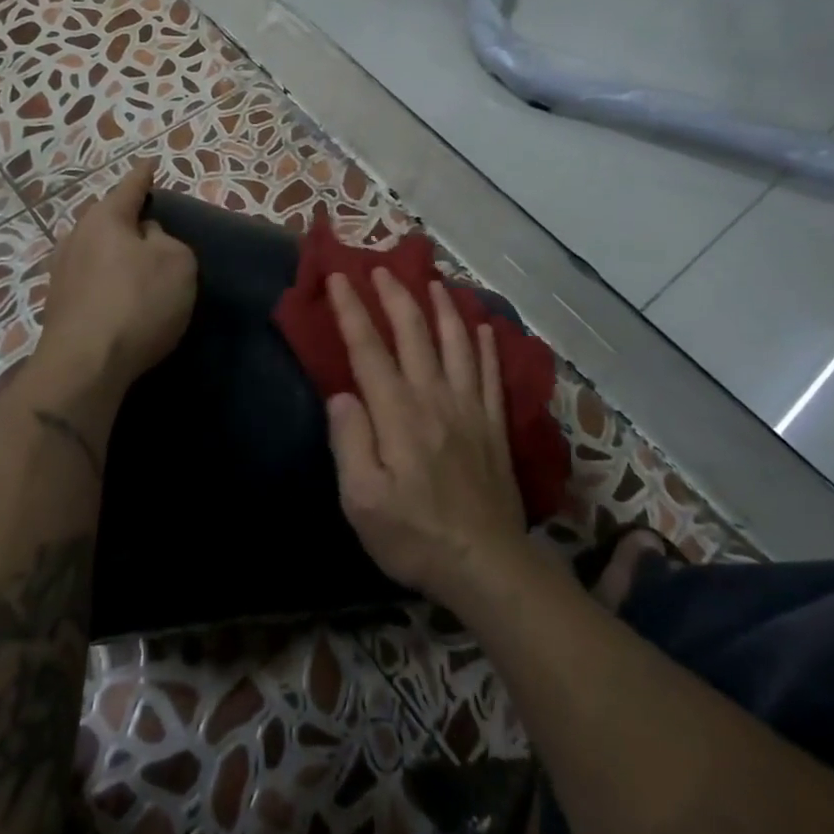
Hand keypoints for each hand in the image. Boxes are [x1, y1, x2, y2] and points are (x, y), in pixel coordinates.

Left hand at [40, 158, 195, 391]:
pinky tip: (120, 294)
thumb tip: (145, 237)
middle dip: (127, 217)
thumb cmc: (138, 302)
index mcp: (105, 218)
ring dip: (115, 252)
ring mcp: (62, 272)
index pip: (130, 187)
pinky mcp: (59, 305)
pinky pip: (91, 278)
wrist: (85, 365)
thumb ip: (166, 240)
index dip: (144, 176)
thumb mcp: (177, 263)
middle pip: (106, 218)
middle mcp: (76, 237)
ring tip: (137, 260)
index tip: (150, 163)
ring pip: (95, 249)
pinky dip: (107, 279)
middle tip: (150, 221)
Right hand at [323, 269, 529, 605]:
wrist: (485, 564)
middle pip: (415, 333)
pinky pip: (492, 373)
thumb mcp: (361, 500)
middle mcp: (435, 398)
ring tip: (433, 283)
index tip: (339, 278)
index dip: (353, 310)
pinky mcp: (494, 425)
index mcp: (398, 413)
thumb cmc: (414, 536)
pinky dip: (487, 345)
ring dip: (444, 309)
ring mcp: (470, 408)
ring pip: (457, 343)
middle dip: (395, 296)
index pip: (369, 349)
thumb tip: (342, 395)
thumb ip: (349, 442)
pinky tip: (484, 327)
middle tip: (382, 268)